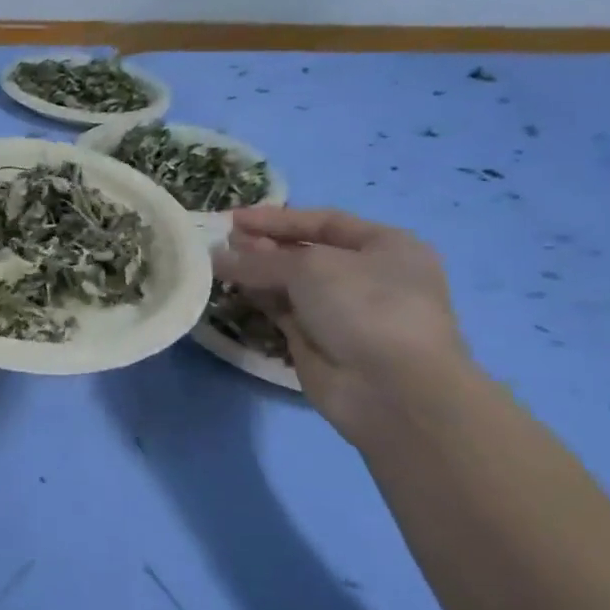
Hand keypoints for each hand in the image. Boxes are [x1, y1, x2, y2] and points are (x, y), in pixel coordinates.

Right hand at [213, 206, 469, 439]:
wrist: (391, 390)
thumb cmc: (365, 307)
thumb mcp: (310, 267)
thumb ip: (259, 259)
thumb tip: (217, 256)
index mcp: (386, 247)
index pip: (323, 222)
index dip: (277, 219)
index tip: (234, 218)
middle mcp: (367, 276)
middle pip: (304, 253)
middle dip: (263, 246)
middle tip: (223, 243)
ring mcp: (343, 311)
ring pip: (290, 283)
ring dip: (256, 273)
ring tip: (218, 264)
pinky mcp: (319, 341)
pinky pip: (282, 311)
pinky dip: (259, 300)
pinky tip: (232, 290)